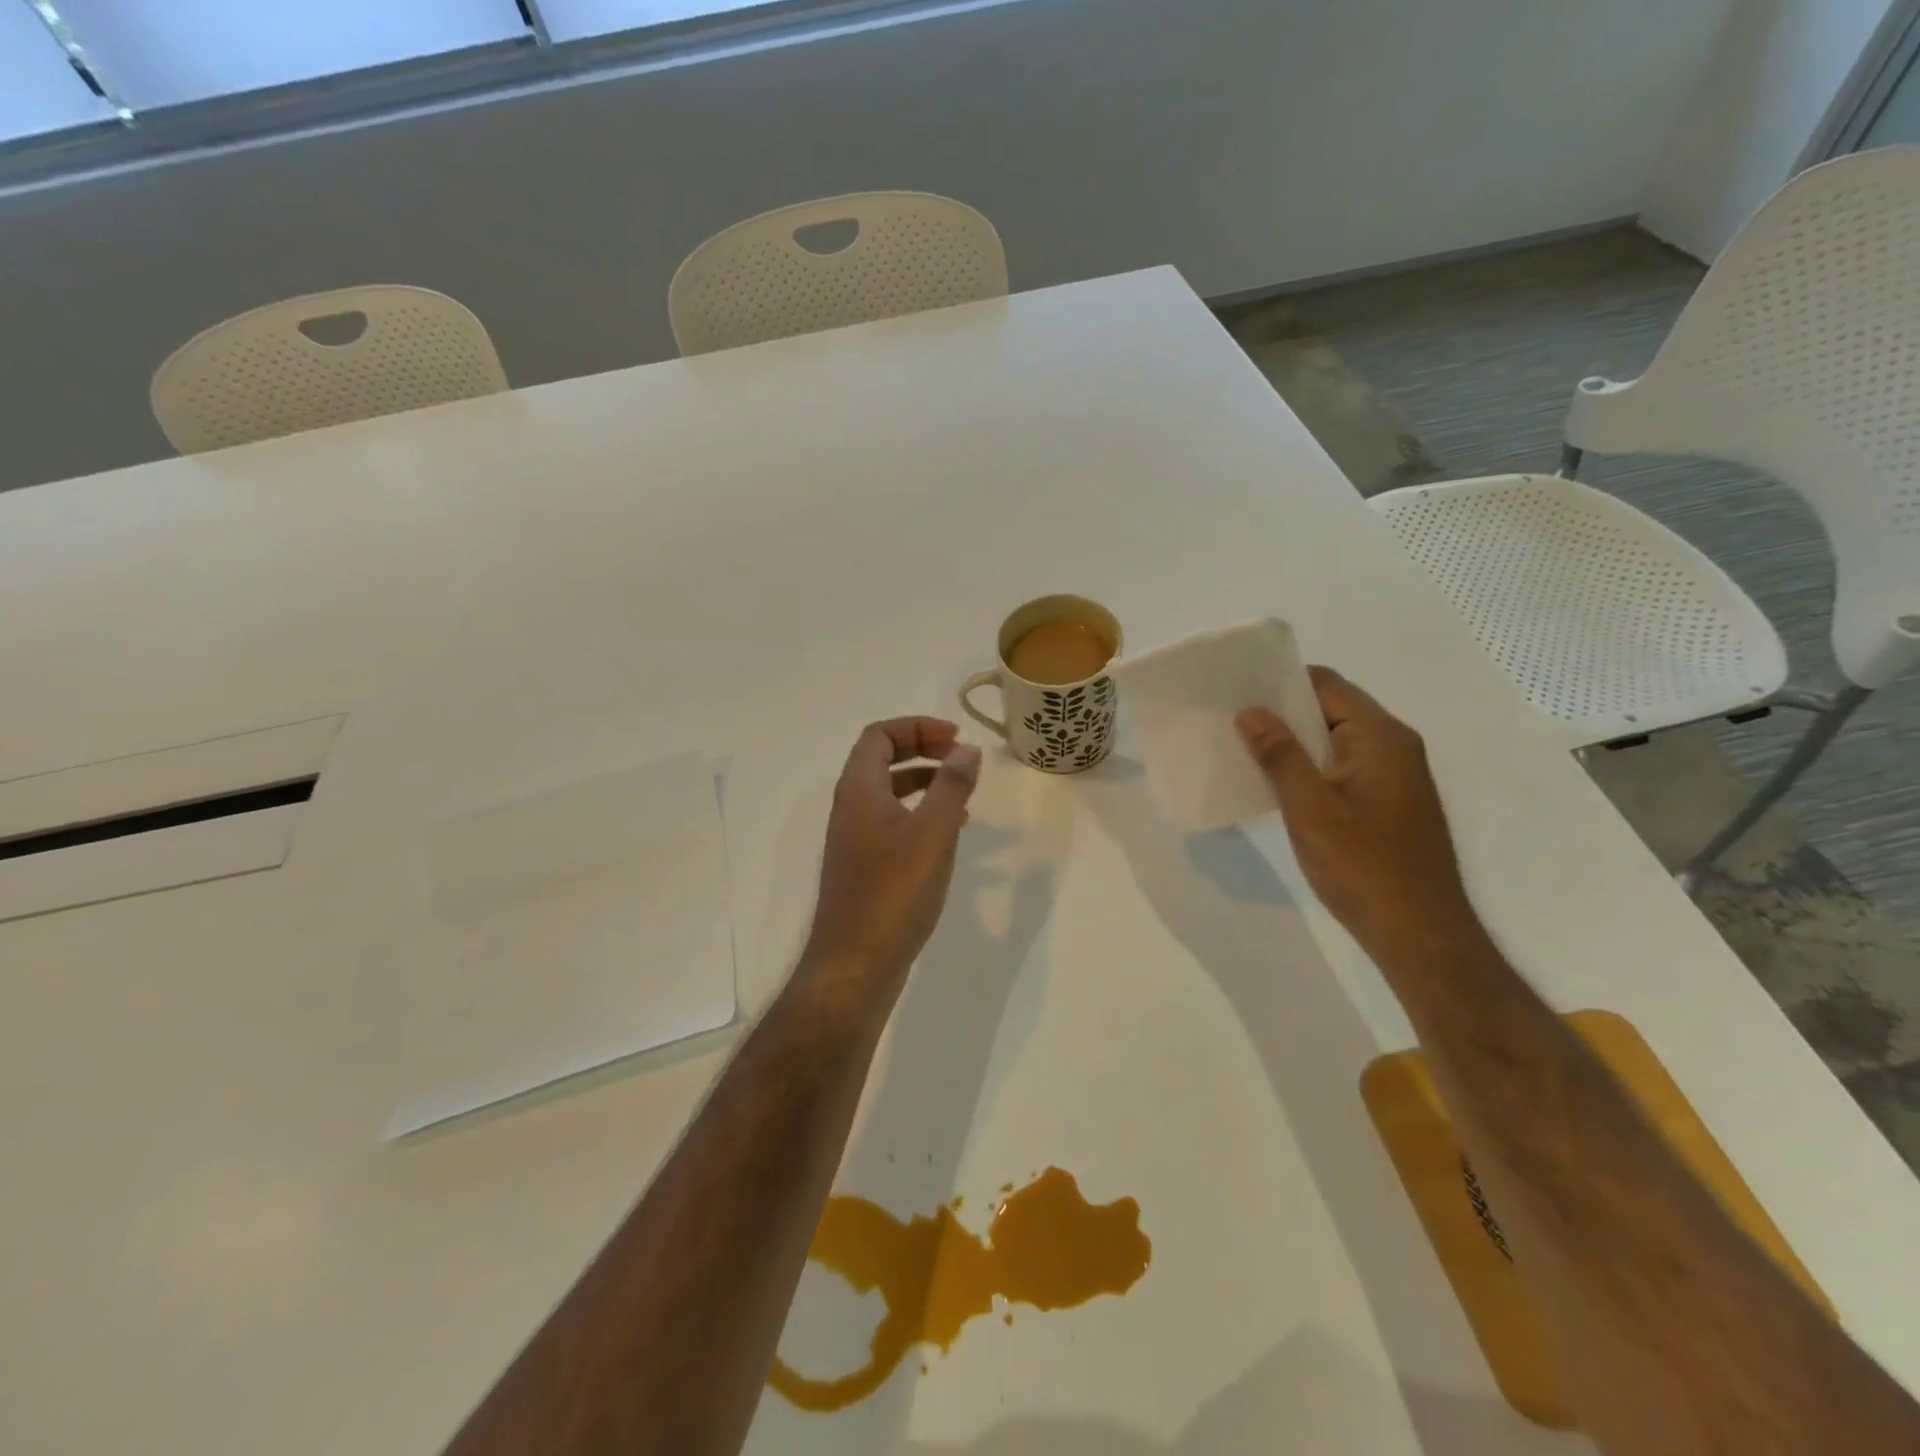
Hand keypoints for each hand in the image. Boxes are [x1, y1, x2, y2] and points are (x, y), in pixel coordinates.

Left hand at [804, 718, 981, 994]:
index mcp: (859, 790)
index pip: (879, 735)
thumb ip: (952, 786)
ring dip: (924, 783)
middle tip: (961, 757)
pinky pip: (892, 823)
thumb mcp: (933, 833)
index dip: (917, 727)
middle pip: (882, 759)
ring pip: (889, 793)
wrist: (856, 964)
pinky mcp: (864, 867)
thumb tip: (966, 749)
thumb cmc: (895, 892)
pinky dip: (920, 815)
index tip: (956, 739)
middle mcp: (850, 808)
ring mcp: (854, 839)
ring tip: (963, 794)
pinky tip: (949, 834)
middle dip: (922, 750)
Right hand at [1236, 668, 1481, 962]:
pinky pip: (1341, 766)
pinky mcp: (1387, 801)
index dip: (1281, 682)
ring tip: (1243, 748)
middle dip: (1282, 711)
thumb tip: (1251, 711)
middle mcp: (1393, 746)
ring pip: (1334, 739)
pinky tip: (1276, 783)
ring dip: (1293, 742)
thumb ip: (1280, 755)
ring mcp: (1393, 775)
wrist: (1419, 933)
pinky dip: (1309, 766)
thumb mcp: (1311, 808)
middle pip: (1331, 708)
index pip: (1326, 685)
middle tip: (1231, 719)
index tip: (1237, 690)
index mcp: (1381, 737)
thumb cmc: (1364, 866)